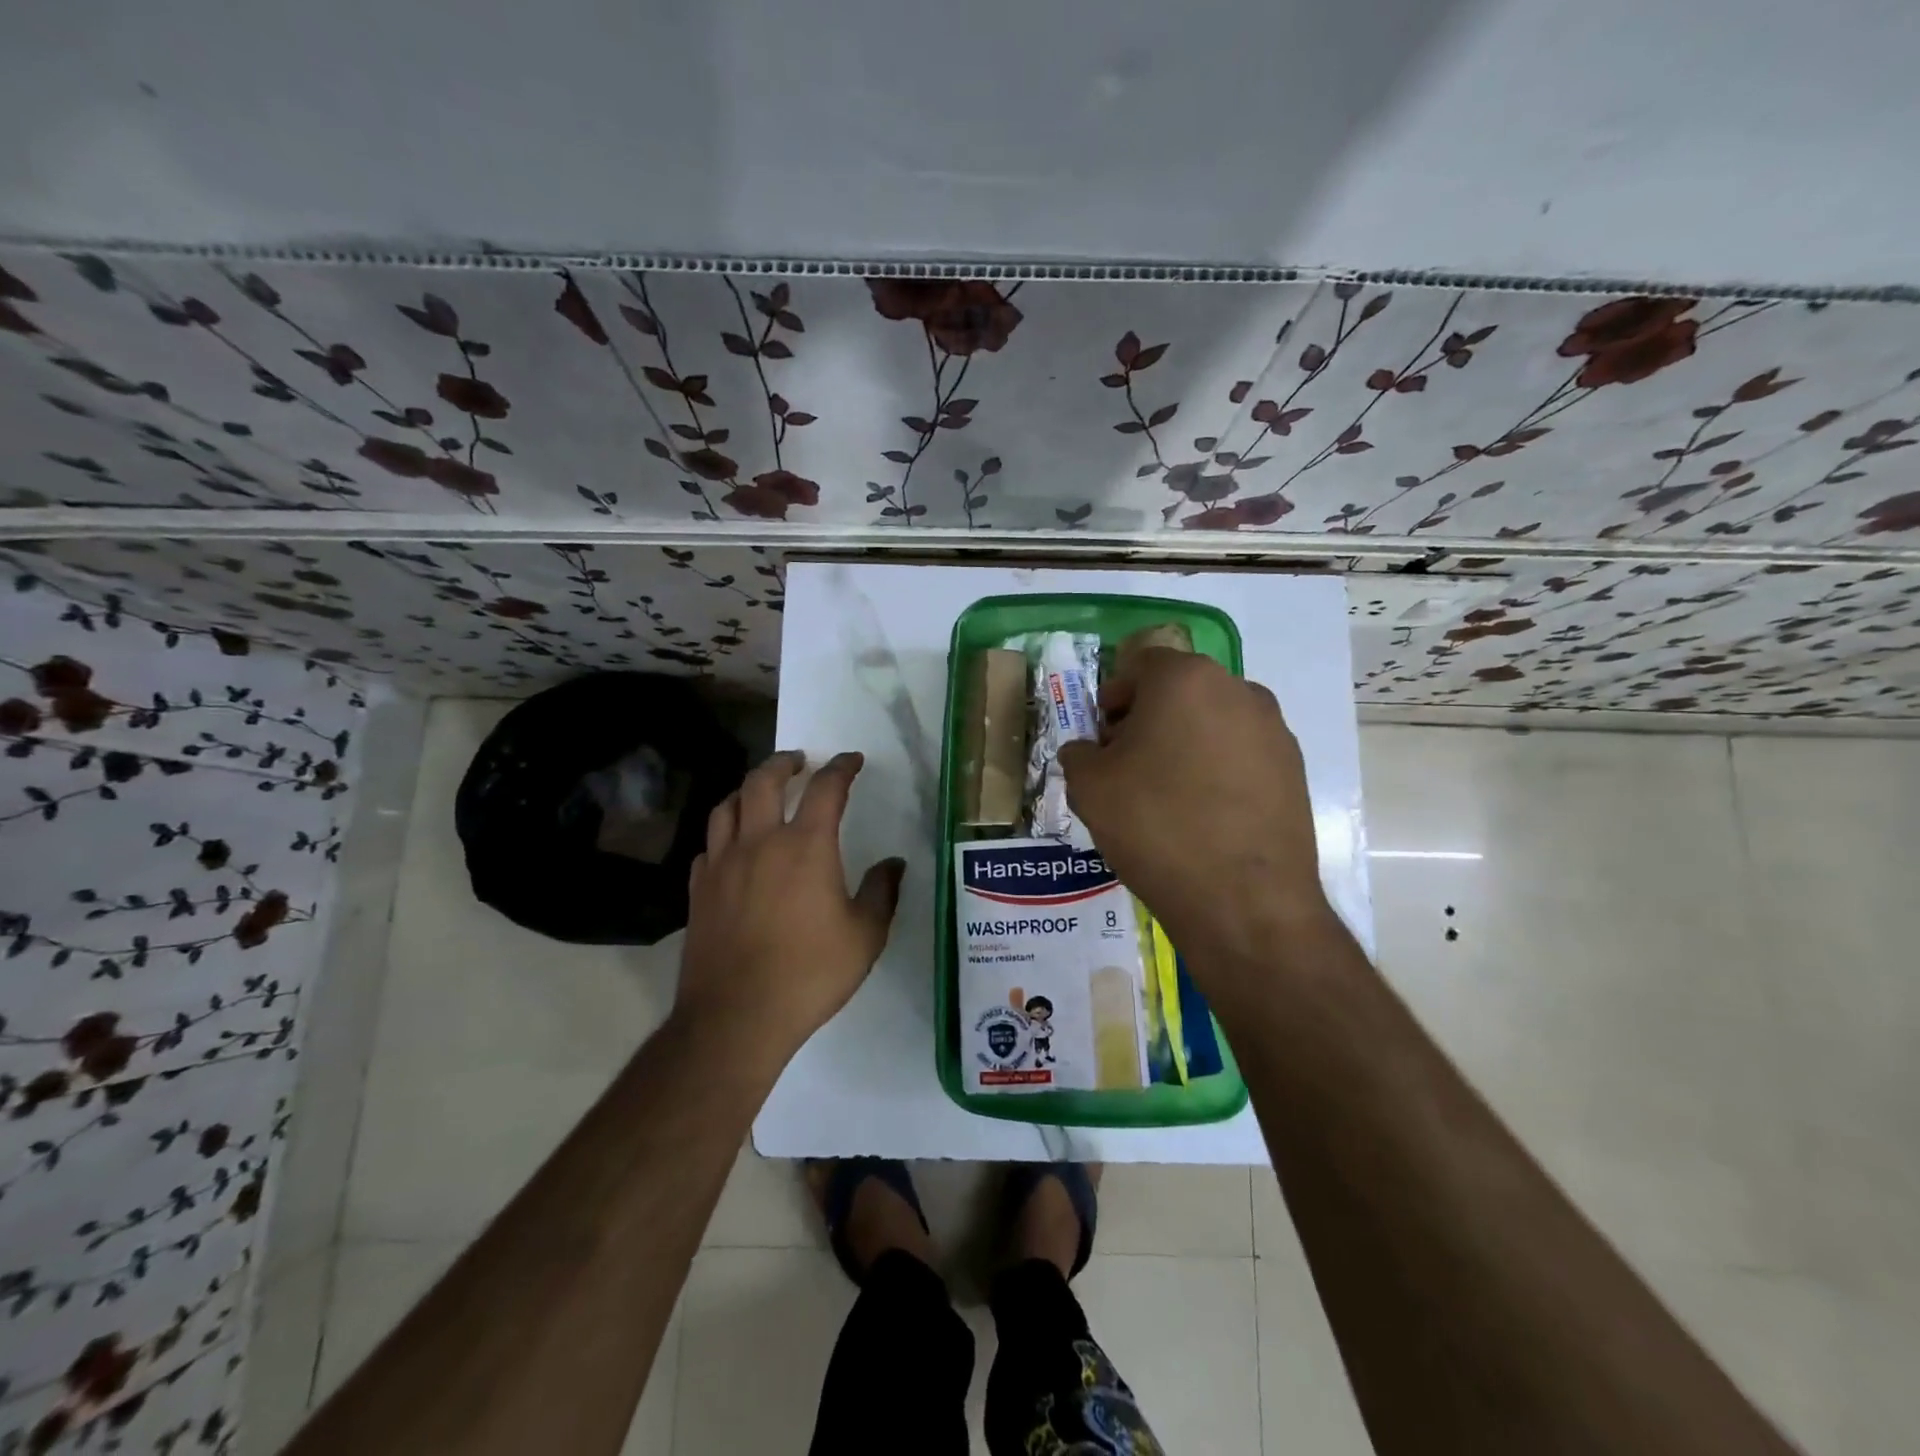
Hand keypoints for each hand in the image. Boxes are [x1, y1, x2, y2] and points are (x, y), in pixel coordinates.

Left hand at [676, 750, 904, 1062]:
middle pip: (764, 781)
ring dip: (748, 789)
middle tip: (798, 762)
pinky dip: (724, 833)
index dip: (841, 767)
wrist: (737, 1017)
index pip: (826, 789)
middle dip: (784, 763)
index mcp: (806, 846)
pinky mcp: (698, 890)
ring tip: (760, 791)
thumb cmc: (810, 973)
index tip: (851, 760)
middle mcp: (760, 842)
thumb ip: (882, 892)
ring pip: (728, 806)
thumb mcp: (865, 936)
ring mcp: (722, 864)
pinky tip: (731, 845)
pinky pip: (709, 845)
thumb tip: (892, 863)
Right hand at [1057, 649, 1332, 984]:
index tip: (1103, 741)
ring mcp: (1273, 729)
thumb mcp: (1090, 787)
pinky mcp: (1294, 768)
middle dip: (1148, 719)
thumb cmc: (1156, 826)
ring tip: (1168, 794)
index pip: (1139, 666)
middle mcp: (1237, 689)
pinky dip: (1217, 769)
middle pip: (1179, 690)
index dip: (1113, 699)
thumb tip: (1087, 752)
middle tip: (1128, 766)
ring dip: (1184, 742)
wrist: (1243, 900)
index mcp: (1185, 679)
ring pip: (1212, 721)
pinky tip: (1204, 813)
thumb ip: (1078, 753)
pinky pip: (1241, 753)